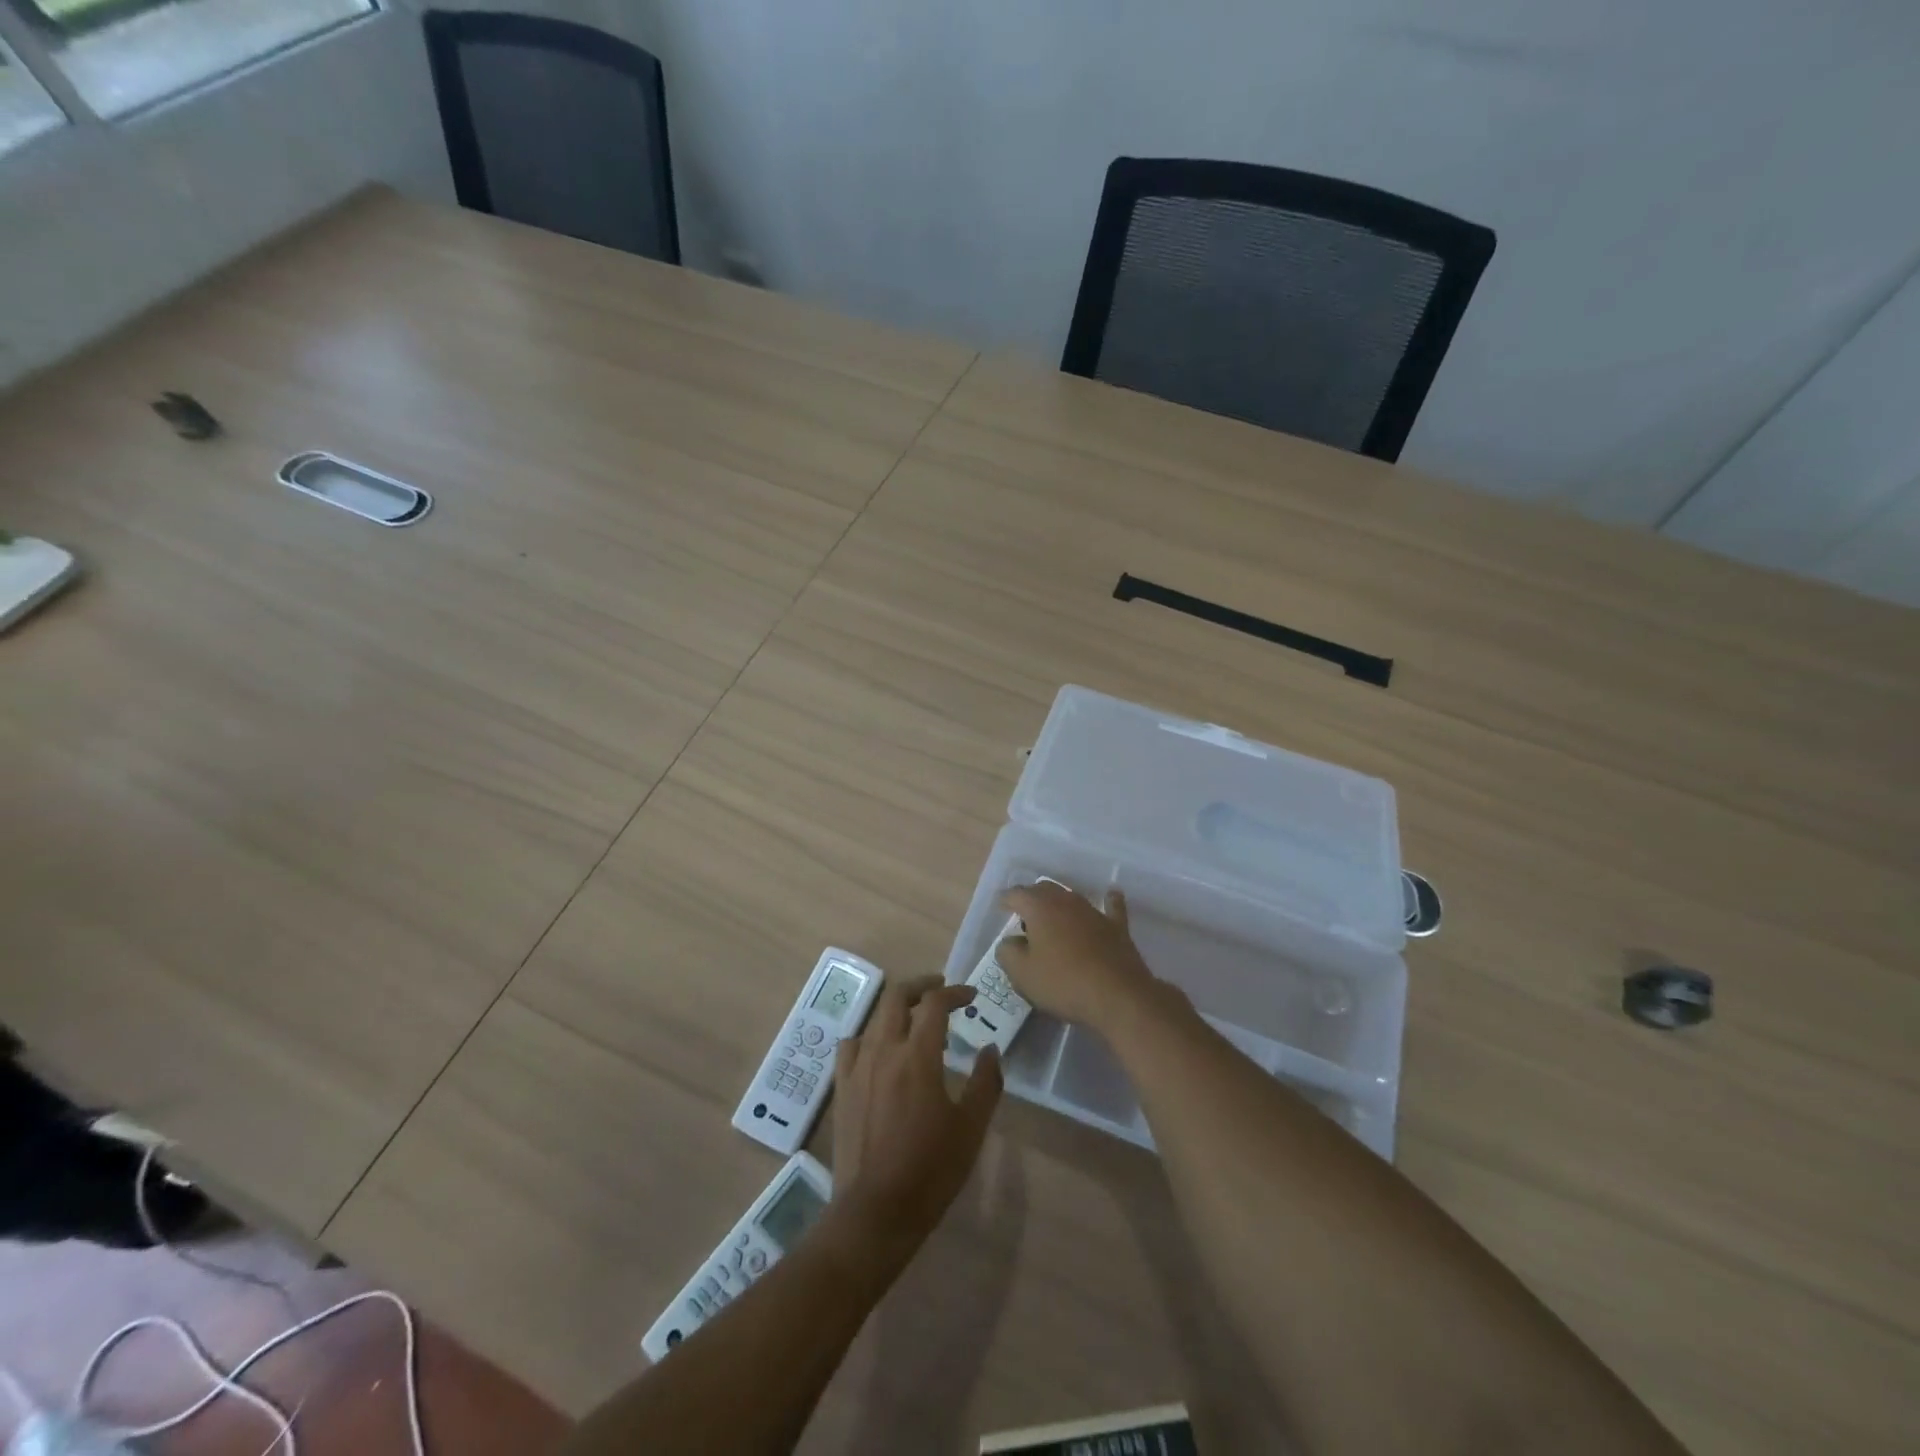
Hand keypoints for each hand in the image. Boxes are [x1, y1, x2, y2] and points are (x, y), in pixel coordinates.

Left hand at [831, 977, 1001, 1262]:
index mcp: (918, 1056)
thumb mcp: (971, 1127)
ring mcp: (858, 1067)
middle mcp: (884, 1051)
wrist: (876, 1211)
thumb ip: (985, 1083)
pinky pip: (852, 1045)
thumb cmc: (930, 1169)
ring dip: (897, 1008)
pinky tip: (879, 1050)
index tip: (971, 997)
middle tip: (941, 989)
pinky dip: (869, 1036)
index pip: (936, 1004)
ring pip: (875, 1018)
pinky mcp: (842, 1087)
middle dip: (922, 986)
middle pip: (898, 997)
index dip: (955, 993)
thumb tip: (991, 1049)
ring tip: (914, 1018)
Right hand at [997, 881, 1157, 1029]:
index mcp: (1039, 907)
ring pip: (1072, 897)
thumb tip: (1010, 941)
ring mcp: (1094, 911)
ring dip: (1060, 904)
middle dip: (1031, 899)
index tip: (1001, 910)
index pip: (1016, 894)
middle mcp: (1066, 900)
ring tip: (1053, 918)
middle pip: (1044, 890)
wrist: (1118, 996)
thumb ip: (1008, 952)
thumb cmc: (1063, 983)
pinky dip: (1107, 901)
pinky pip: (1111, 907)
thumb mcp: (1022, 974)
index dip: (1006, 901)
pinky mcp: (1117, 926)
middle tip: (1023, 918)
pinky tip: (1110, 896)